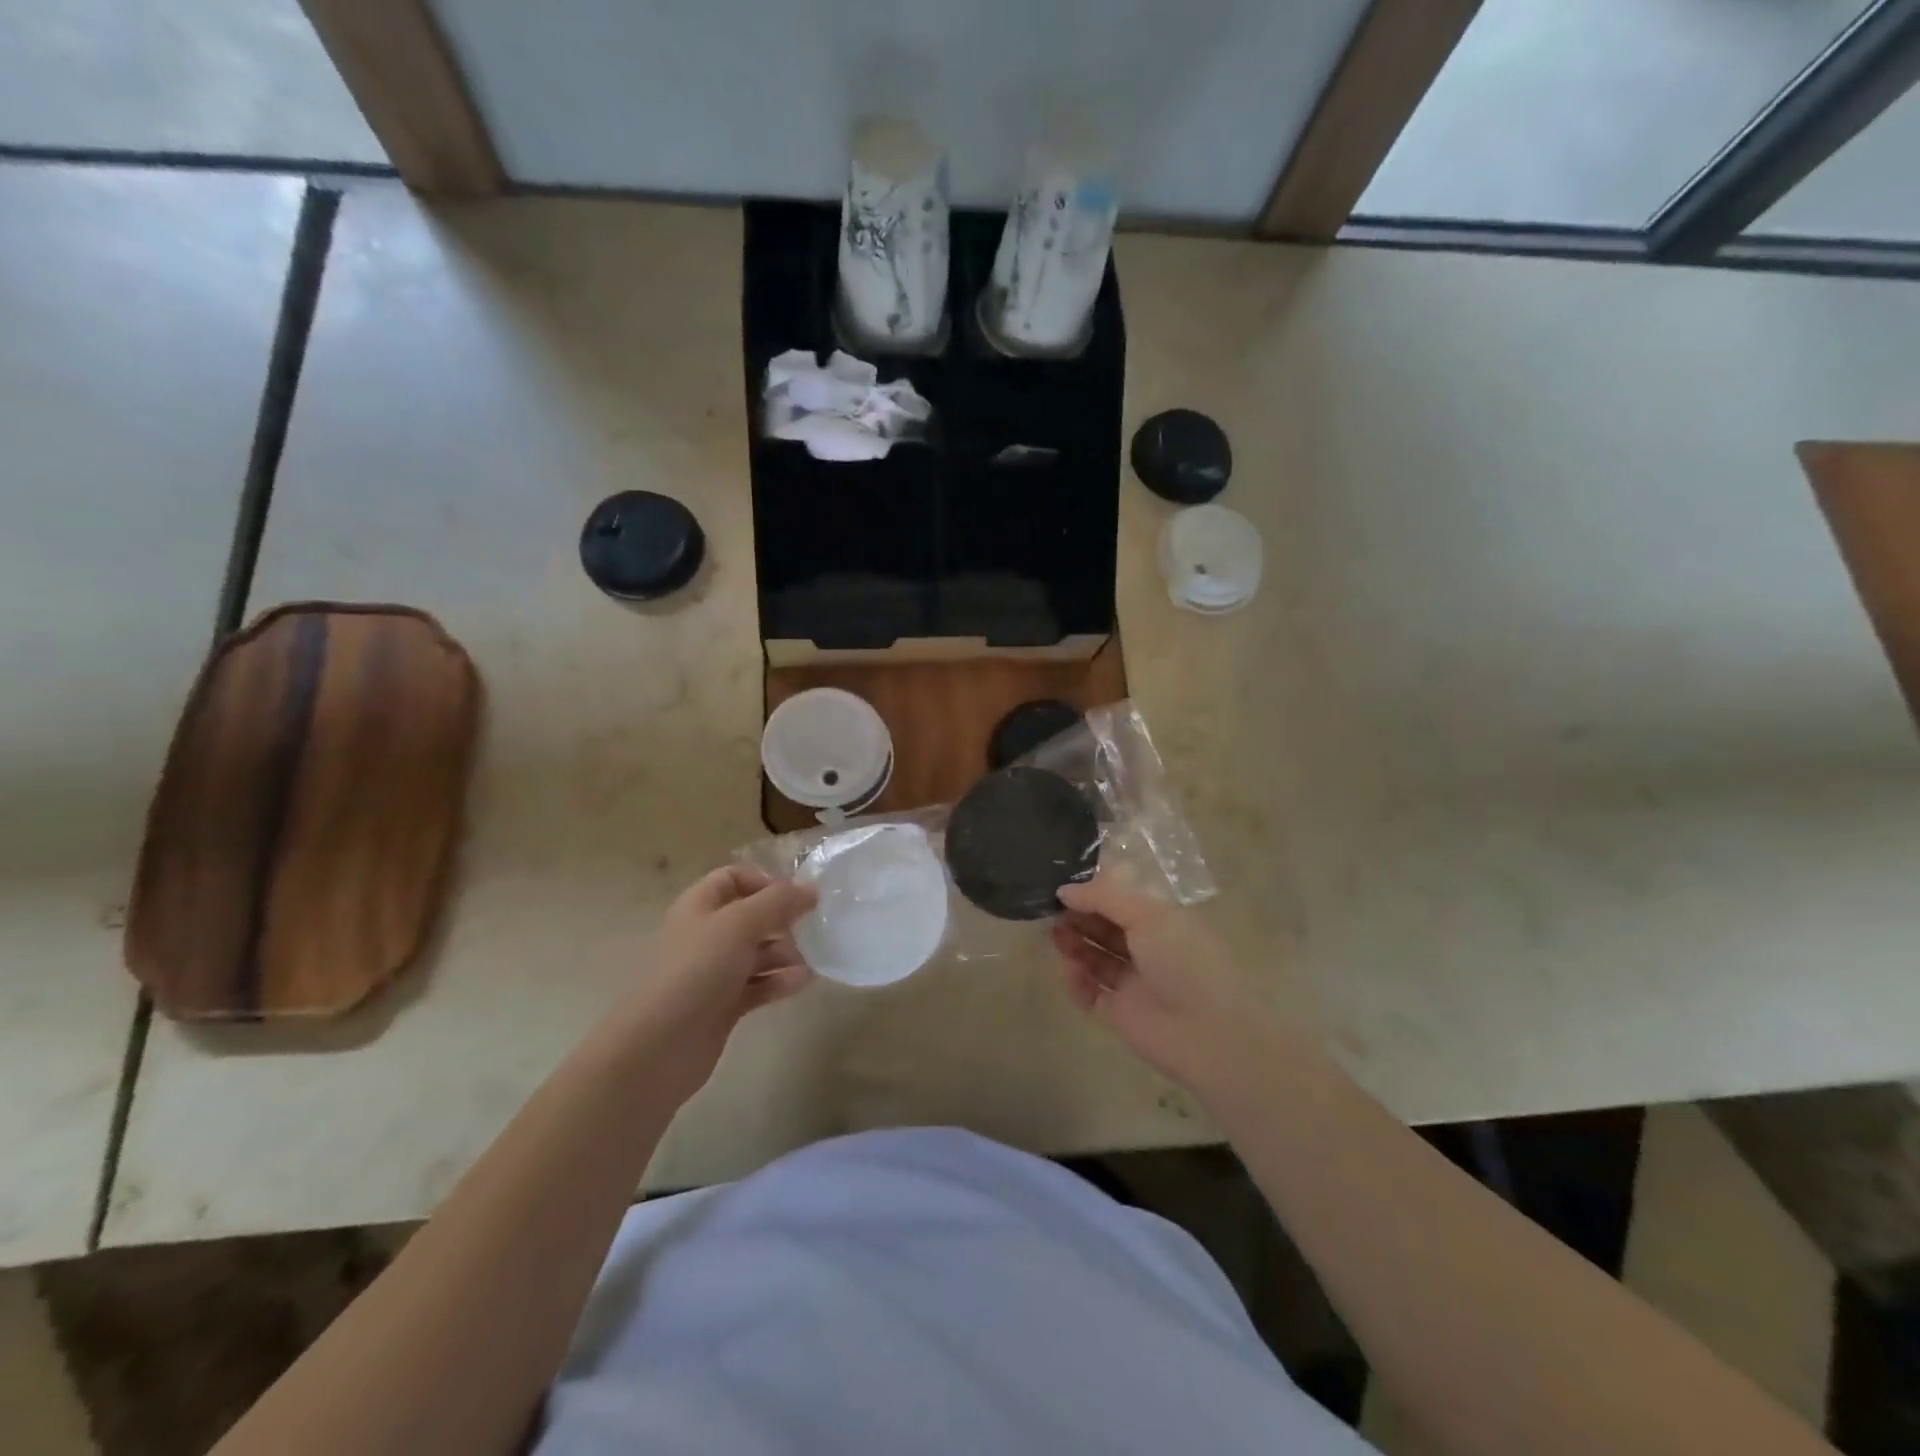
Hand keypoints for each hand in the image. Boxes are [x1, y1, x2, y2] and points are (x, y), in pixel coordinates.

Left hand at [618, 865, 817, 1101]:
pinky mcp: (724, 1005)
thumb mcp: (740, 924)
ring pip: (757, 952)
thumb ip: (778, 902)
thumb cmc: (697, 971)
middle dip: (783, 920)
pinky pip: (758, 985)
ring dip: (786, 953)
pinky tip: (802, 983)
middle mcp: (706, 934)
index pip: (733, 878)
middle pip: (751, 916)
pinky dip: (779, 981)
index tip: (795, 896)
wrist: (659, 1047)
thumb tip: (811, 889)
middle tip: (812, 928)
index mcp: (700, 906)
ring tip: (813, 959)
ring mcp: (714, 972)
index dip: (764, 881)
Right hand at [1050, 876, 1276, 1099]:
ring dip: (1074, 944)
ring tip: (1055, 935)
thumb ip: (1104, 897)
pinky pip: (1090, 993)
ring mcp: (1134, 982)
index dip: (1095, 891)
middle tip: (1052, 909)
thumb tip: (1065, 890)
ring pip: (1096, 958)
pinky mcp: (1120, 1013)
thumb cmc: (1183, 960)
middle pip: (1106, 927)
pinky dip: (1076, 981)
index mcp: (1163, 920)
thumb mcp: (1148, 915)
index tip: (1065, 885)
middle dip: (1080, 916)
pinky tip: (1067, 969)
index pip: (1123, 899)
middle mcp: (1148, 948)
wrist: (1208, 1033)